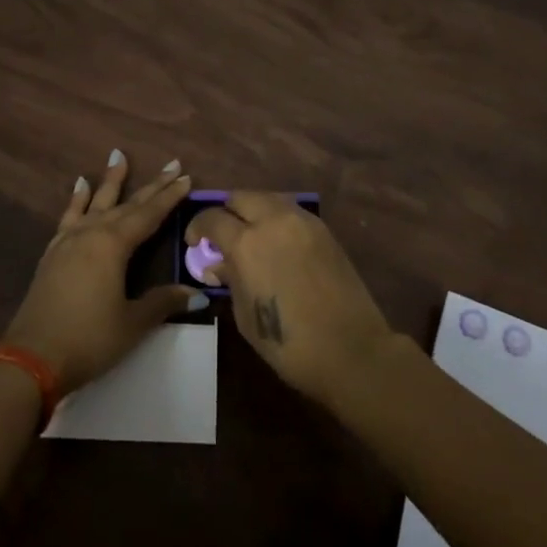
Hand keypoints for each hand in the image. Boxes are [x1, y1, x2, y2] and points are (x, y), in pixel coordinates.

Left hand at [4, 151, 202, 392]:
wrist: (31, 358)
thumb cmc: (89, 339)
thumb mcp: (132, 323)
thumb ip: (163, 302)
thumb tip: (198, 293)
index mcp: (113, 245)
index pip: (148, 214)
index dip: (169, 197)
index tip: (186, 177)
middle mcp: (91, 233)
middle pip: (126, 204)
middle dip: (151, 186)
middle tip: (171, 164)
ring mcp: (68, 241)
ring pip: (95, 203)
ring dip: (109, 181)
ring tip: (117, 156)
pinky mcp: (52, 253)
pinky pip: (69, 217)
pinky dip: (76, 200)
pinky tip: (79, 186)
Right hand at [188, 192, 397, 407]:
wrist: (351, 349)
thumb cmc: (289, 343)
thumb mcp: (245, 315)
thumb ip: (230, 280)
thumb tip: (218, 264)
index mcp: (247, 243)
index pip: (212, 218)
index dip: (198, 227)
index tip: (194, 242)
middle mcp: (273, 220)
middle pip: (240, 197)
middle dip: (226, 212)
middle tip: (223, 235)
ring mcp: (302, 221)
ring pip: (268, 198)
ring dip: (253, 210)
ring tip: (251, 236)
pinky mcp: (323, 229)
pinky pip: (290, 211)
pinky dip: (276, 218)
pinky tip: (277, 242)